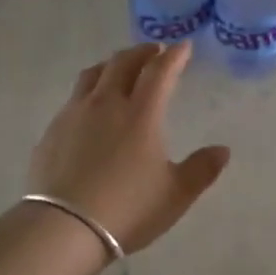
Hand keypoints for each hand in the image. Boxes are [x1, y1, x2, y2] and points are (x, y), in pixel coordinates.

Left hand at [28, 42, 229, 254]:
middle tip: (154, 51)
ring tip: (119, 69)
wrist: (64, 227)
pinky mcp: (53, 130)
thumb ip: (201, 170)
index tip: (183, 46)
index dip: (174, 56)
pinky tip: (90, 108)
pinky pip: (74, 98)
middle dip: (142, 52)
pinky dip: (89, 91)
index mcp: (141, 114)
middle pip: (123, 63)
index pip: (160, 71)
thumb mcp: (175, 194)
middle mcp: (106, 104)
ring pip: (93, 74)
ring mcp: (75, 114)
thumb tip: (223, 150)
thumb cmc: (128, 209)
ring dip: (112, 65)